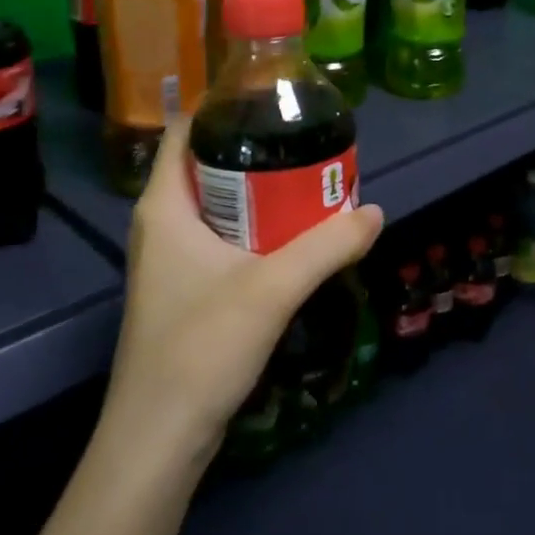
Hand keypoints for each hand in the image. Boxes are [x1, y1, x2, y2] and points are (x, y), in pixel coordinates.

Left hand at [106, 119, 384, 462]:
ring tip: (310, 177)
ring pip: (218, 203)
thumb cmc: (200, 346)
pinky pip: (222, 236)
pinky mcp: (185, 287)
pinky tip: (293, 233)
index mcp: (164, 204)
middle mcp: (161, 222)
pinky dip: (255, 225)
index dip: (226, 106)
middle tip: (309, 139)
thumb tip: (375, 210)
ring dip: (260, 190)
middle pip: (208, 163)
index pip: (188, 129)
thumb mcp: (272, 288)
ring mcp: (171, 257)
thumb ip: (327, 246)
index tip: (276, 98)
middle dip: (257, 148)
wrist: (160, 436)